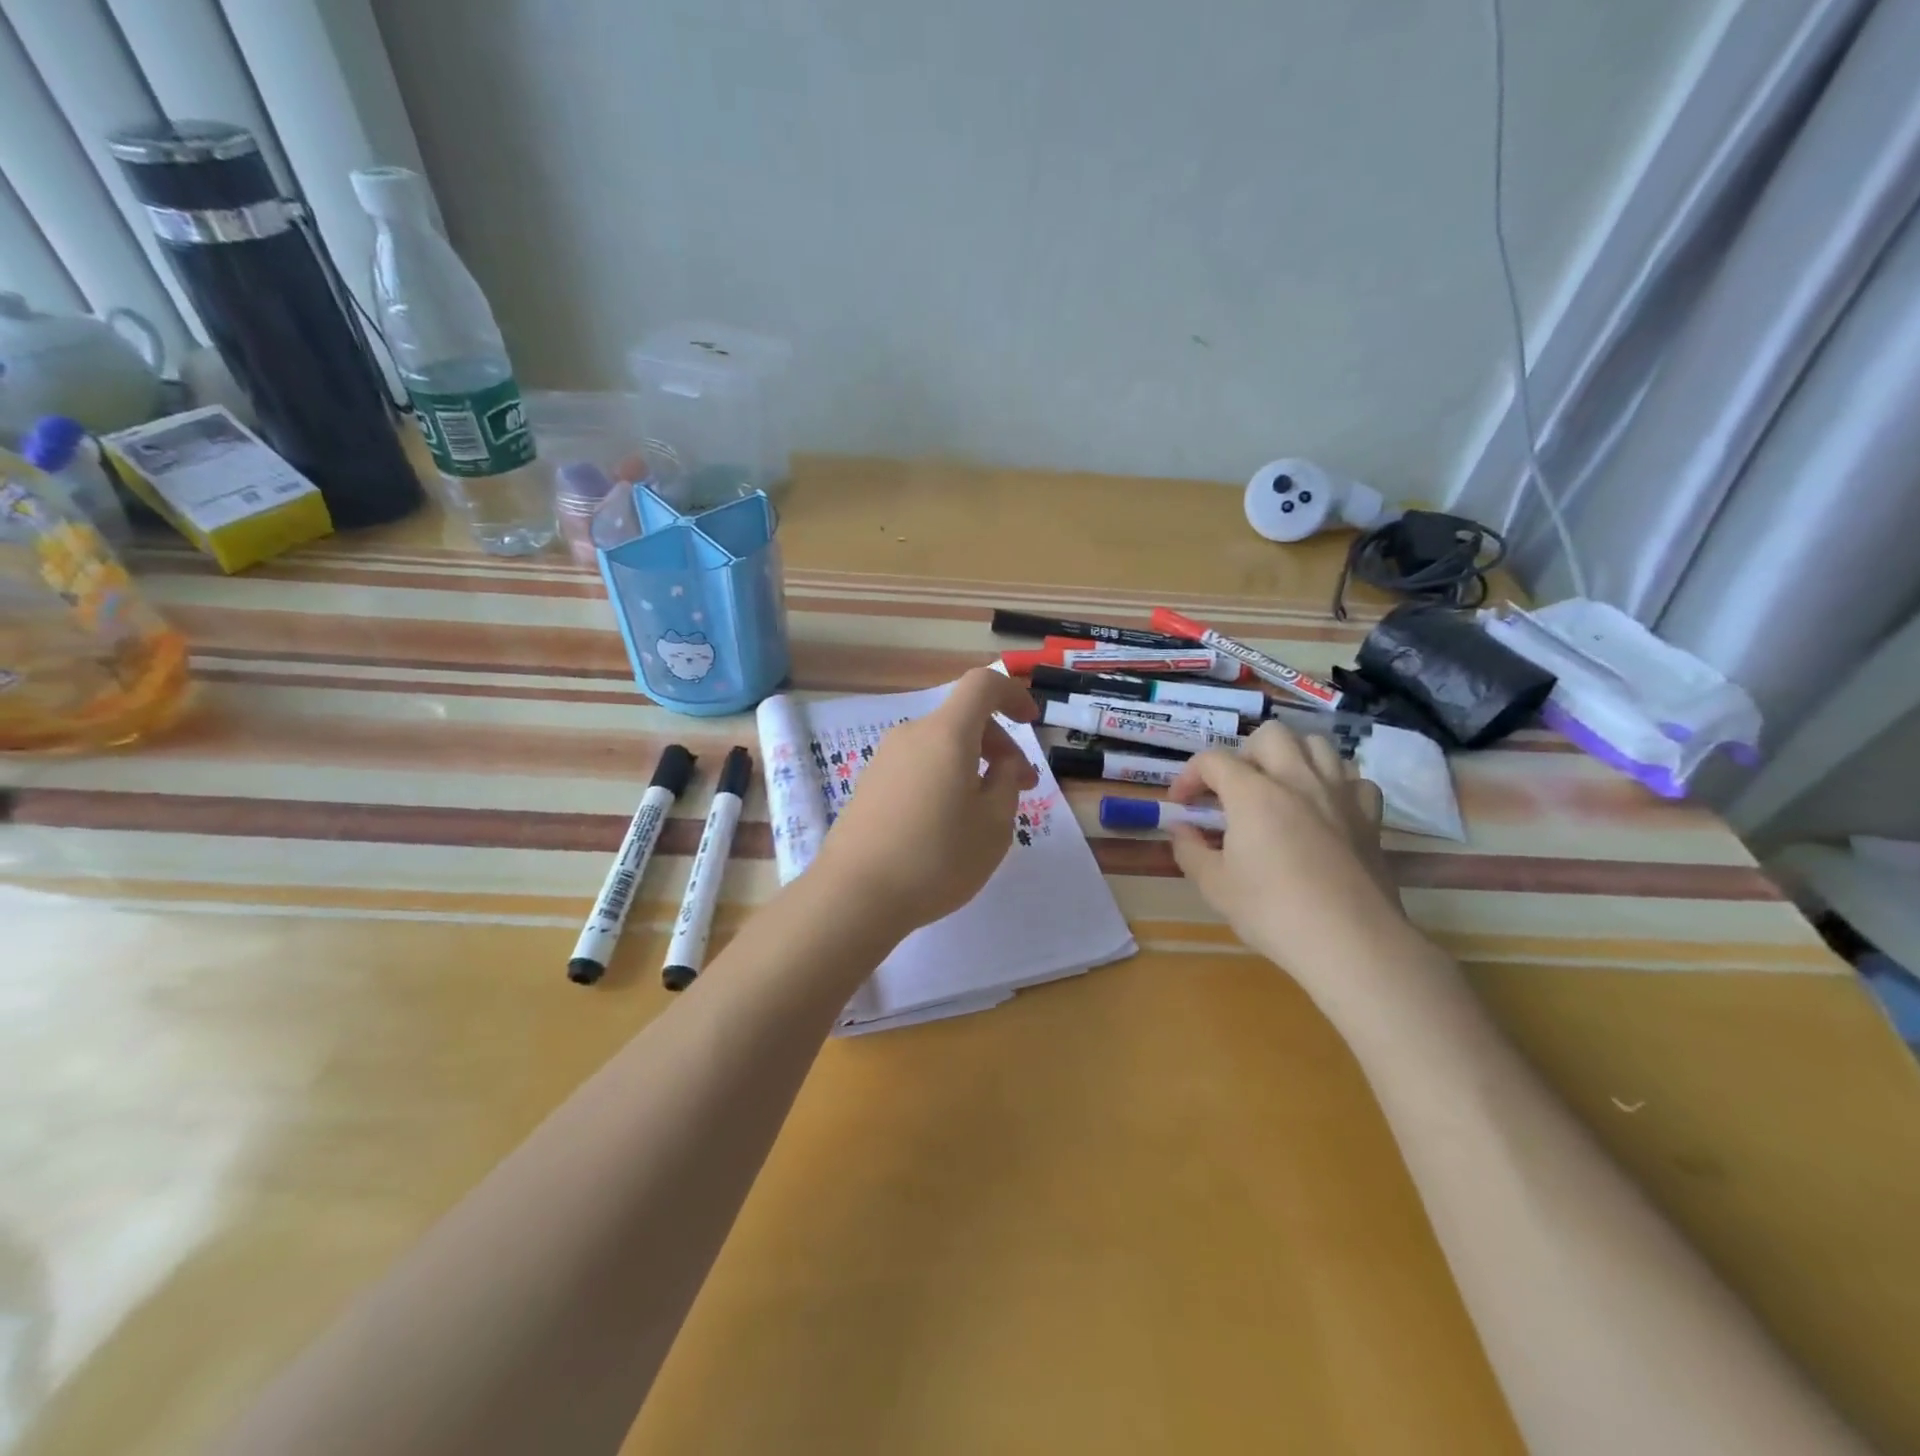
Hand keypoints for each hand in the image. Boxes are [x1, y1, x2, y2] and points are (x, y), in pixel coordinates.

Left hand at [811, 668, 1039, 937]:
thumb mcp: (994, 824)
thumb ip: (1008, 781)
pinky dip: (943, 779)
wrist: (855, 895)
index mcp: (946, 734)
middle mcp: (912, 735)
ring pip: (941, 746)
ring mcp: (885, 760)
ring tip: (986, 813)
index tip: (1031, 722)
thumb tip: (1000, 762)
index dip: (1012, 694)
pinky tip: (947, 825)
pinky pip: (918, 767)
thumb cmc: (937, 857)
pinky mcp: (869, 786)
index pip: (982, 685)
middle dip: (1000, 745)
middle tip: (1023, 788)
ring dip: (971, 766)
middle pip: (963, 719)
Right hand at [1168, 722, 1431, 1010]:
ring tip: (1278, 787)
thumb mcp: (1214, 886)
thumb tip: (1181, 830)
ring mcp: (1339, 794)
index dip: (1189, 776)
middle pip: (1269, 735)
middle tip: (1234, 789)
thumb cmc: (1273, 913)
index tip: (1181, 804)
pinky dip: (1335, 783)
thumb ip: (1189, 850)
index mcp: (1253, 793)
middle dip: (1244, 754)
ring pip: (1317, 745)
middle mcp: (1297, 780)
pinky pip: (1354, 779)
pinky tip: (1323, 807)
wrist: (1351, 942)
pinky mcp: (1369, 816)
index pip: (1213, 760)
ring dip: (1292, 757)